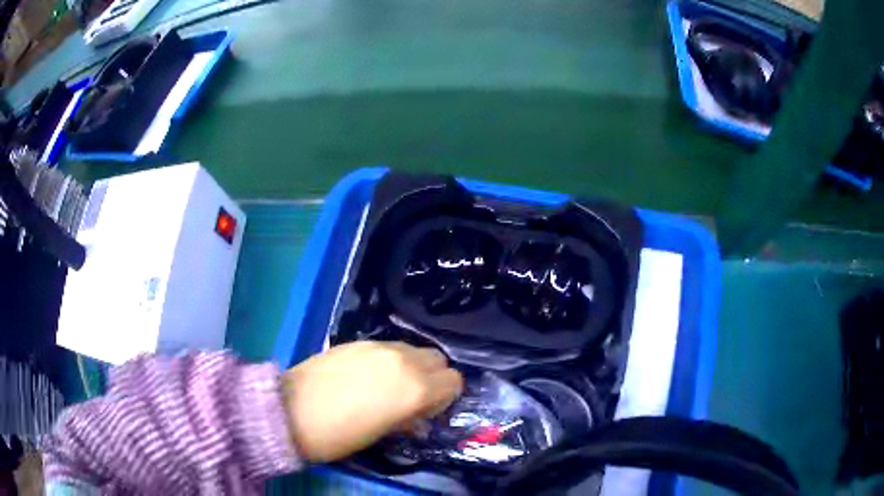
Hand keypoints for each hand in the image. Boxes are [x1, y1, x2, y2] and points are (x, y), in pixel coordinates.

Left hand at [281, 341, 463, 462]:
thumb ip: (409, 419)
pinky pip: (388, 347)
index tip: (427, 411)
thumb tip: (416, 417)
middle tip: (412, 397)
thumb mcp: (383, 433)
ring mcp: (379, 346)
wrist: (292, 411)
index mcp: (416, 388)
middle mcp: (403, 360)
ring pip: (413, 349)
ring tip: (387, 386)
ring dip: (412, 366)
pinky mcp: (357, 341)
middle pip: (438, 359)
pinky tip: (366, 376)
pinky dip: (390, 360)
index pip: (454, 381)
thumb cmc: (341, 434)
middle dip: (433, 377)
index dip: (445, 398)